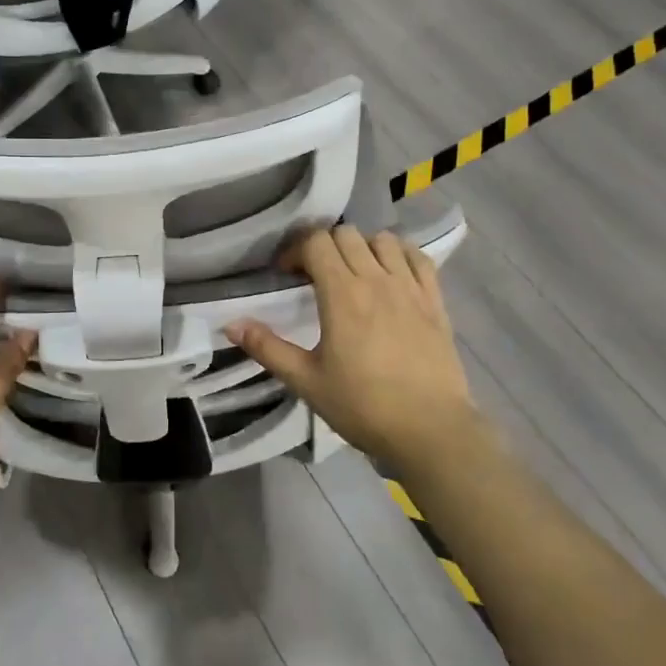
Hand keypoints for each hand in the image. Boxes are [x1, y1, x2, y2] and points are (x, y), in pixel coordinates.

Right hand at [226, 227, 488, 473]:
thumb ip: (267, 348)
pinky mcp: (435, 300)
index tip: (287, 274)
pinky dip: (400, 255)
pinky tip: (392, 275)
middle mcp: (376, 279)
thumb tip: (230, 324)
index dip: (296, 250)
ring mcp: (410, 287)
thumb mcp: (307, 381)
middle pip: (346, 234)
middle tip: (316, 275)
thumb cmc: (363, 407)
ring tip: (354, 273)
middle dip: (324, 246)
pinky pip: (417, 257)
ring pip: (382, 240)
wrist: (431, 431)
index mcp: (342, 294)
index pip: (316, 242)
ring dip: (362, 248)